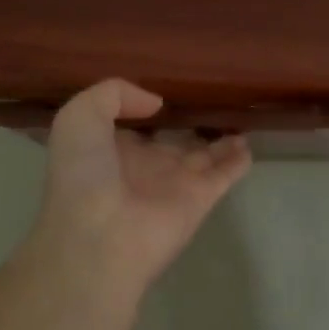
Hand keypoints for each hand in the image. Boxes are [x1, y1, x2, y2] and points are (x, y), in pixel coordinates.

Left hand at [30, 79, 251, 300]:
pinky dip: (238, 161)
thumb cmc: (83, 176)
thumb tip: (157, 104)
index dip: (147, 109)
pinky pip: (225, 175)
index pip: (134, 127)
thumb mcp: (79, 118)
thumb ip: (113, 95)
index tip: (168, 91)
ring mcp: (174, 184)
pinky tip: (249, 145)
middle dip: (189, 127)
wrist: (100, 238)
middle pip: (173, 142)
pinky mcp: (200, 200)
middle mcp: (145, 166)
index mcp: (111, 150)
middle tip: (213, 105)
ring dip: (220, 143)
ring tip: (238, 123)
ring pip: (204, 156)